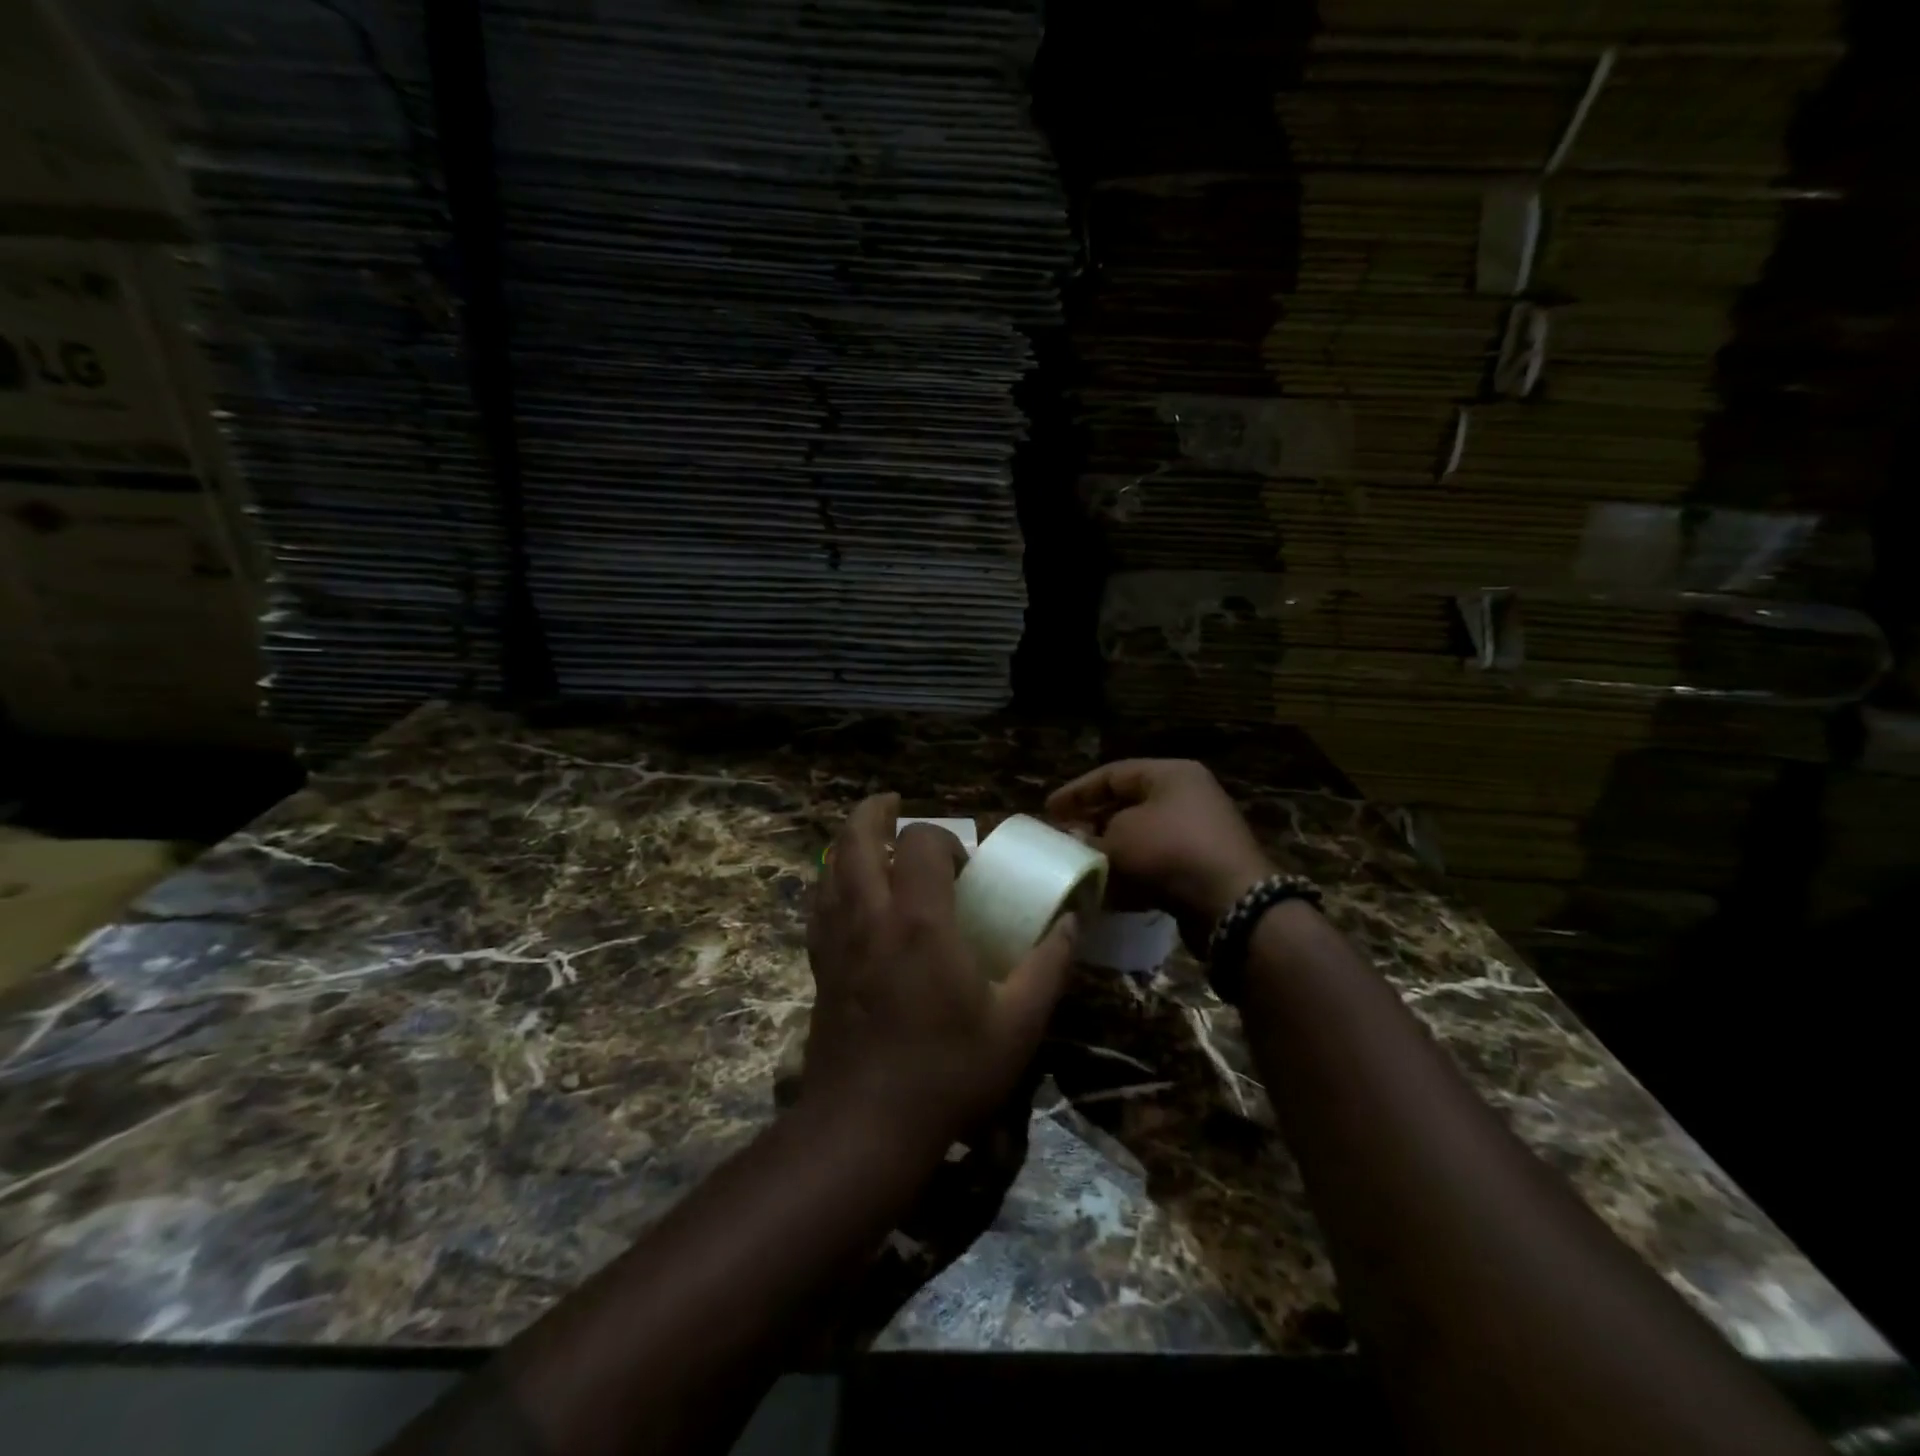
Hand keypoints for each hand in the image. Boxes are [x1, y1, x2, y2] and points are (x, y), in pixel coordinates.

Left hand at [803, 793, 1078, 1153]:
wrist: (864, 1127)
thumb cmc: (947, 1072)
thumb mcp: (1017, 1025)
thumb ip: (1048, 966)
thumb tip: (1071, 922)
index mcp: (920, 920)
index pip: (923, 842)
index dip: (945, 839)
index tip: (965, 869)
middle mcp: (871, 915)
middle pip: (857, 838)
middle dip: (875, 812)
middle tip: (894, 805)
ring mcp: (837, 939)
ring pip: (830, 865)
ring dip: (850, 841)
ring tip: (872, 840)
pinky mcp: (819, 964)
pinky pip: (819, 902)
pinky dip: (832, 879)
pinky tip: (848, 892)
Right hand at [1047, 760, 1272, 953]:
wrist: (1232, 904)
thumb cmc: (1170, 852)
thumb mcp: (1118, 839)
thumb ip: (1090, 838)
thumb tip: (1078, 843)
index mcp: (1170, 775)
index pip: (1112, 775)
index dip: (1077, 792)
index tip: (1048, 810)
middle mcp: (1188, 797)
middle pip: (1128, 805)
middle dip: (1093, 824)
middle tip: (1064, 838)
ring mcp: (1199, 834)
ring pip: (1142, 838)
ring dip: (1111, 853)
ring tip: (1082, 868)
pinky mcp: (1202, 868)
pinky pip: (1158, 865)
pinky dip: (1133, 876)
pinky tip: (1109, 893)